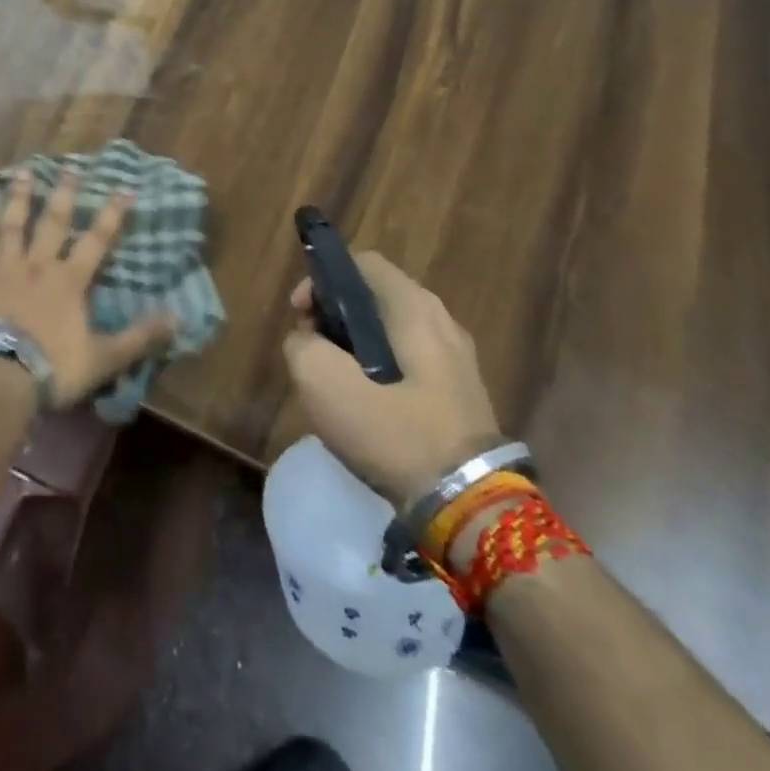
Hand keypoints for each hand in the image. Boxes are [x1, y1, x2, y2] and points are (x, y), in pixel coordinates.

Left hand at [0, 170, 177, 409]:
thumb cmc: (53, 369)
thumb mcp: (104, 358)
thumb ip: (139, 337)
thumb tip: (178, 318)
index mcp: (69, 281)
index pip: (97, 240)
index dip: (112, 214)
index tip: (124, 188)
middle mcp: (38, 266)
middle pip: (53, 223)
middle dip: (64, 194)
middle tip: (70, 167)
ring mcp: (4, 270)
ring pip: (13, 226)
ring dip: (20, 198)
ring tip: (25, 172)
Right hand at [281, 250, 503, 509]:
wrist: (469, 507)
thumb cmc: (393, 431)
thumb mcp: (322, 381)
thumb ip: (301, 345)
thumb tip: (307, 341)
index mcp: (413, 307)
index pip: (361, 262)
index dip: (321, 280)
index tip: (300, 315)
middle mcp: (441, 321)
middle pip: (373, 297)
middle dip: (333, 317)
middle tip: (311, 351)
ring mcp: (456, 359)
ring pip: (388, 333)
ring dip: (352, 348)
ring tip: (333, 383)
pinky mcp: (460, 394)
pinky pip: (407, 364)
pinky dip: (378, 372)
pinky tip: (365, 408)